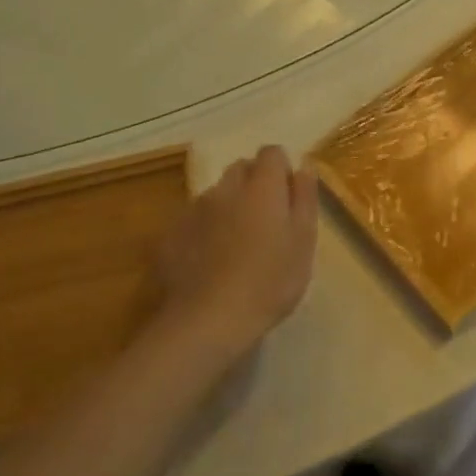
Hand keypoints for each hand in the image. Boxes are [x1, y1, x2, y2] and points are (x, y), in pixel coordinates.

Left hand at [152, 145, 318, 361]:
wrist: (207, 321)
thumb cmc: (269, 282)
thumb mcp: (304, 242)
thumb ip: (305, 198)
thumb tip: (303, 167)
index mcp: (261, 186)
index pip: (271, 153)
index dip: (281, 171)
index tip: (288, 199)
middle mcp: (225, 188)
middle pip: (241, 169)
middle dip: (254, 185)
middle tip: (266, 223)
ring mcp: (193, 210)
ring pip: (216, 195)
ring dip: (229, 207)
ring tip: (237, 246)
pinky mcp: (170, 235)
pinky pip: (194, 220)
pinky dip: (204, 230)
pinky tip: (210, 262)